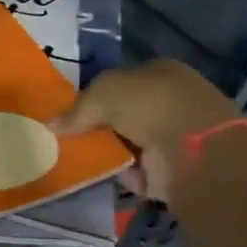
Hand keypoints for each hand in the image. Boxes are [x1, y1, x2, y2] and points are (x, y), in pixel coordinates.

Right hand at [51, 59, 238, 201]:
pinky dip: (122, 173)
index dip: (95, 94)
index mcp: (161, 72)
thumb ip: (75, 109)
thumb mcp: (102, 94)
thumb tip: (51, 125)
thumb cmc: (149, 105)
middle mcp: (172, 100)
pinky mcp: (177, 166)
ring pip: (131, 140)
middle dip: (100, 124)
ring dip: (110, 149)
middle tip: (71, 136)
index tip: (71, 111)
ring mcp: (177, 134)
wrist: (194, 149)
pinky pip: (138, 168)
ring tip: (80, 156)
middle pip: (125, 112)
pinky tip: (101, 173)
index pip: (121, 81)